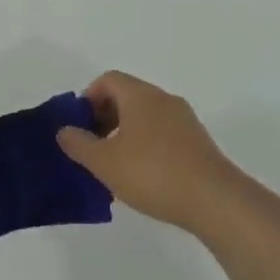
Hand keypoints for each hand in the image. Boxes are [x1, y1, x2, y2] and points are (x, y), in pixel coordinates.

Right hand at [56, 71, 235, 231]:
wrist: (214, 200)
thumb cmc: (152, 173)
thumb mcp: (104, 161)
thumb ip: (79, 144)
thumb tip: (64, 130)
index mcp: (140, 95)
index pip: (108, 80)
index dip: (88, 98)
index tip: (78, 126)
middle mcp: (164, 100)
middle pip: (127, 96)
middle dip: (104, 117)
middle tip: (91, 147)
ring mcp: (185, 121)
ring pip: (145, 117)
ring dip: (124, 134)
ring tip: (113, 166)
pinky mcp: (198, 143)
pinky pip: (162, 134)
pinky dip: (145, 146)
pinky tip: (140, 177)